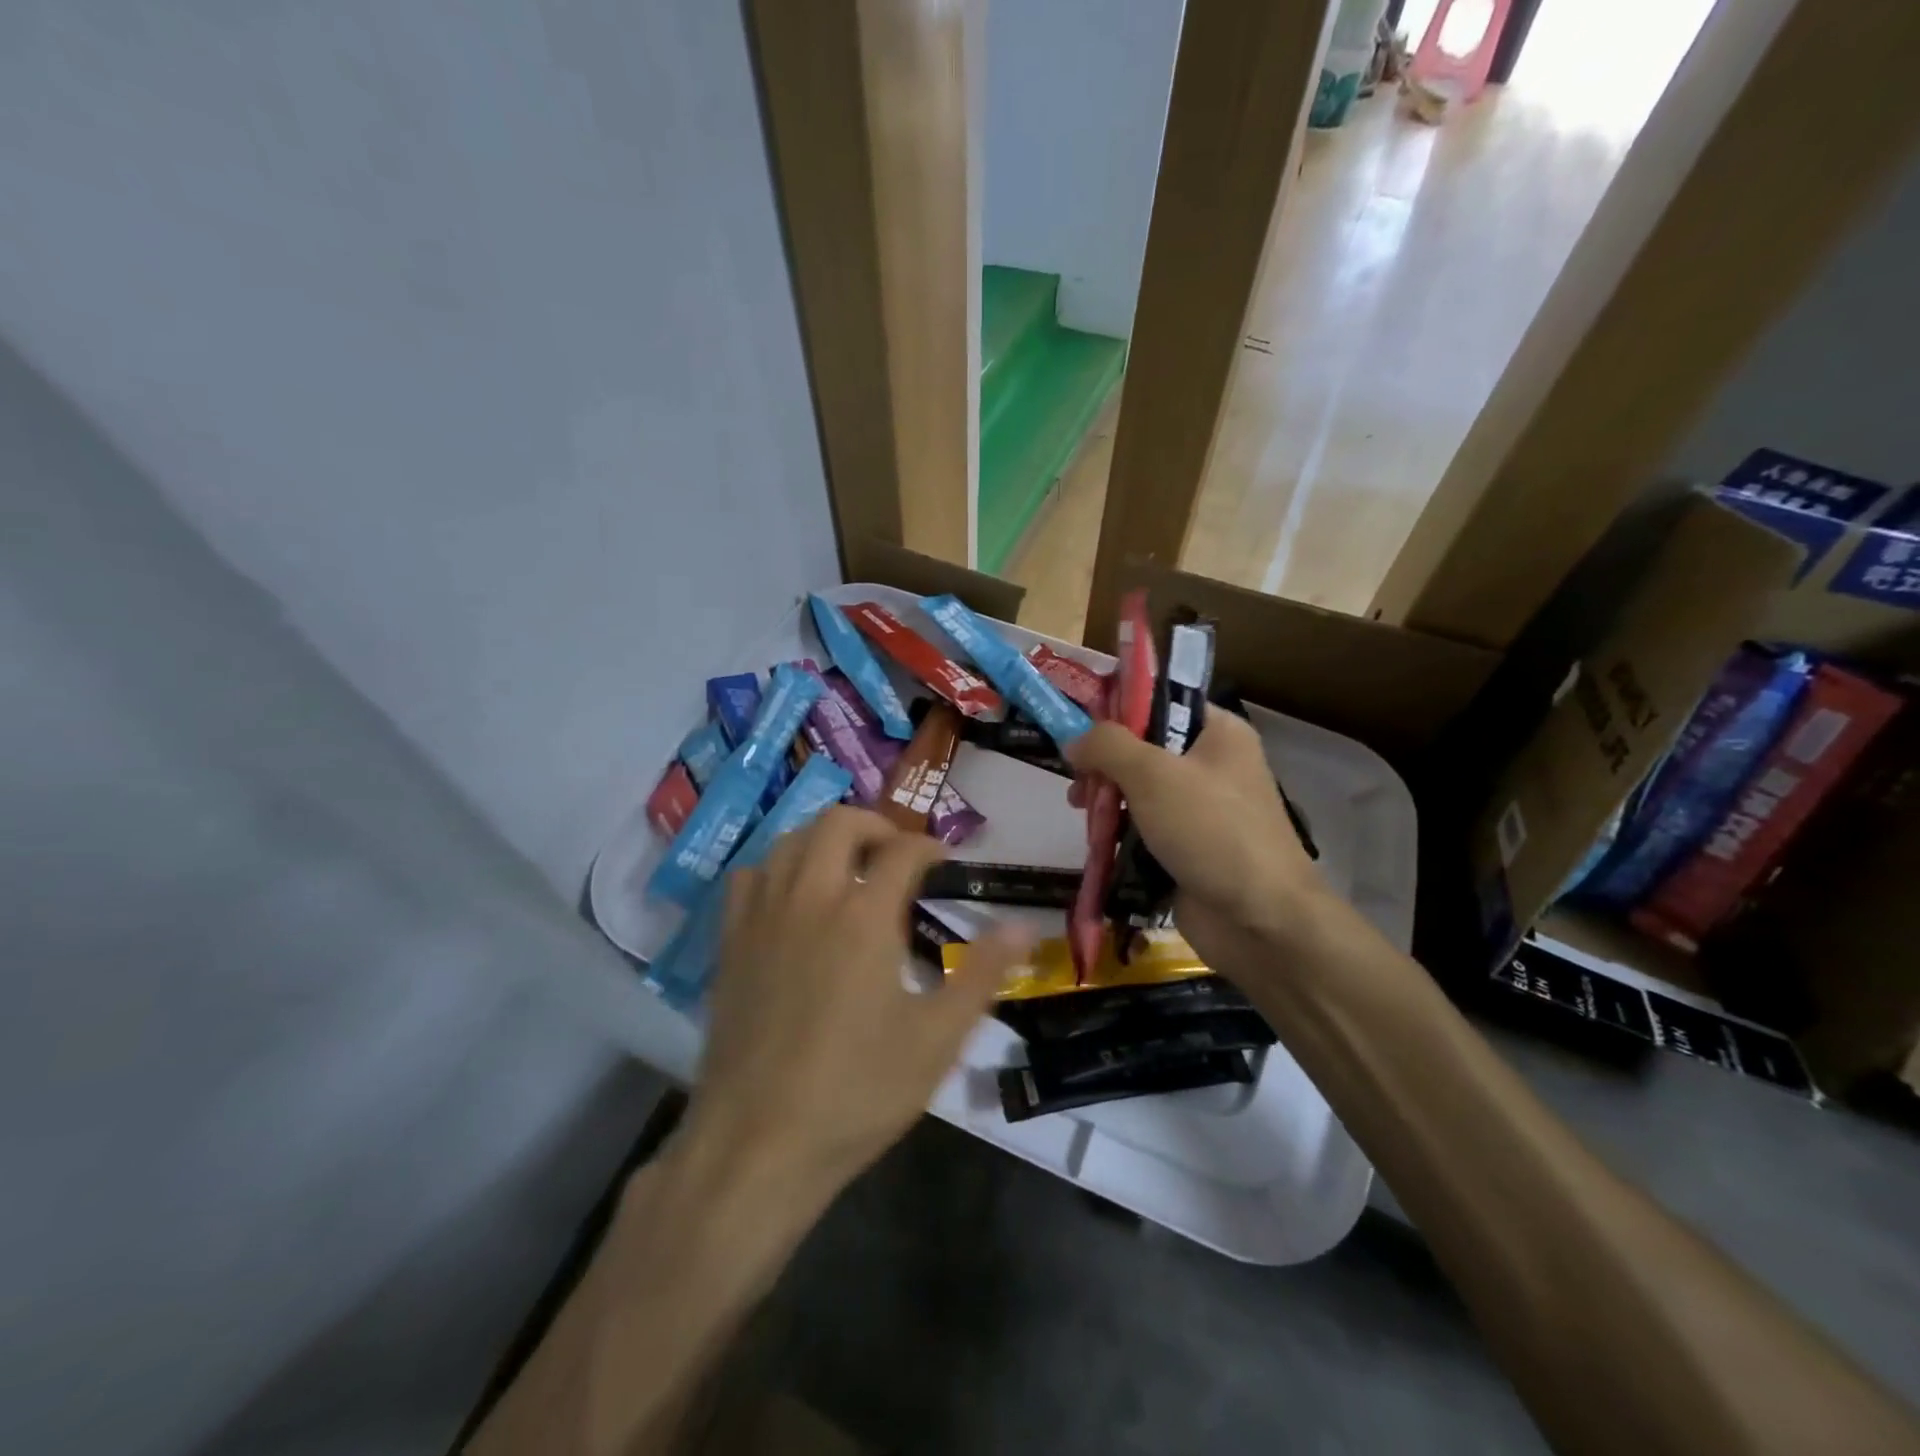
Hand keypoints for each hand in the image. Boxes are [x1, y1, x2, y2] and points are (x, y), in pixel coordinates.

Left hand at [682, 807, 1025, 1203]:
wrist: (758, 1143)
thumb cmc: (858, 1092)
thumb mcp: (937, 1038)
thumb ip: (982, 974)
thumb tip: (1024, 927)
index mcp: (864, 916)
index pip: (904, 851)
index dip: (931, 848)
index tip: (944, 864)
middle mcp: (811, 897)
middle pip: (840, 823)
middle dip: (877, 826)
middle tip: (898, 856)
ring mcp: (763, 916)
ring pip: (791, 839)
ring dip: (826, 839)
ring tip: (849, 868)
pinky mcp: (731, 942)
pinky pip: (749, 876)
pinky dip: (777, 868)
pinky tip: (792, 898)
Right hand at [1064, 711, 1328, 976]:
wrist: (1259, 921)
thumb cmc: (1210, 830)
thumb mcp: (1153, 774)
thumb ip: (1107, 746)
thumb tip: (1074, 739)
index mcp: (1219, 732)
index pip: (1162, 701)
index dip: (1118, 707)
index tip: (1078, 720)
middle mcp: (1212, 765)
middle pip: (1144, 748)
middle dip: (1105, 762)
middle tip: (1078, 779)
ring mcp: (1200, 809)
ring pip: (1139, 790)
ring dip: (1107, 798)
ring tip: (1080, 809)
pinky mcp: (1187, 848)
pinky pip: (1143, 828)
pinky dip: (1118, 830)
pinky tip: (1095, 838)